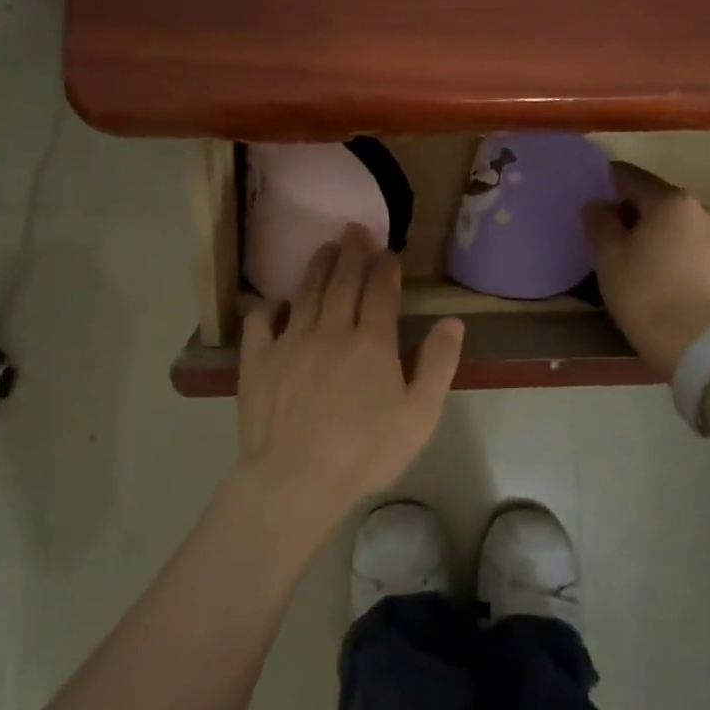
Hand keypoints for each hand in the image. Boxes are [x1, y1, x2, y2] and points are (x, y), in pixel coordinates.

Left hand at [233, 225, 463, 537]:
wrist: (296, 479)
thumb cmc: (366, 452)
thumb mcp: (420, 415)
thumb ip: (438, 365)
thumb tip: (452, 321)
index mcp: (372, 342)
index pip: (381, 292)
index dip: (386, 268)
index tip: (388, 252)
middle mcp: (330, 330)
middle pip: (343, 281)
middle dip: (352, 252)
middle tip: (355, 230)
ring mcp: (290, 342)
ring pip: (306, 293)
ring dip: (317, 267)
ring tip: (324, 248)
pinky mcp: (258, 360)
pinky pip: (260, 322)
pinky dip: (268, 307)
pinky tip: (275, 303)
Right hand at [582, 162, 709, 373]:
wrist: (695, 341)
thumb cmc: (645, 291)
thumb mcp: (608, 255)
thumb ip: (599, 221)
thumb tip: (597, 205)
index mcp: (670, 200)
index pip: (631, 177)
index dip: (607, 181)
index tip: (590, 191)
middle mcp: (699, 208)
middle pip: (655, 199)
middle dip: (631, 209)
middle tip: (606, 229)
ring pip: (673, 223)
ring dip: (652, 230)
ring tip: (630, 253)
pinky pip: (686, 244)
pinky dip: (668, 248)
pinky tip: (653, 268)